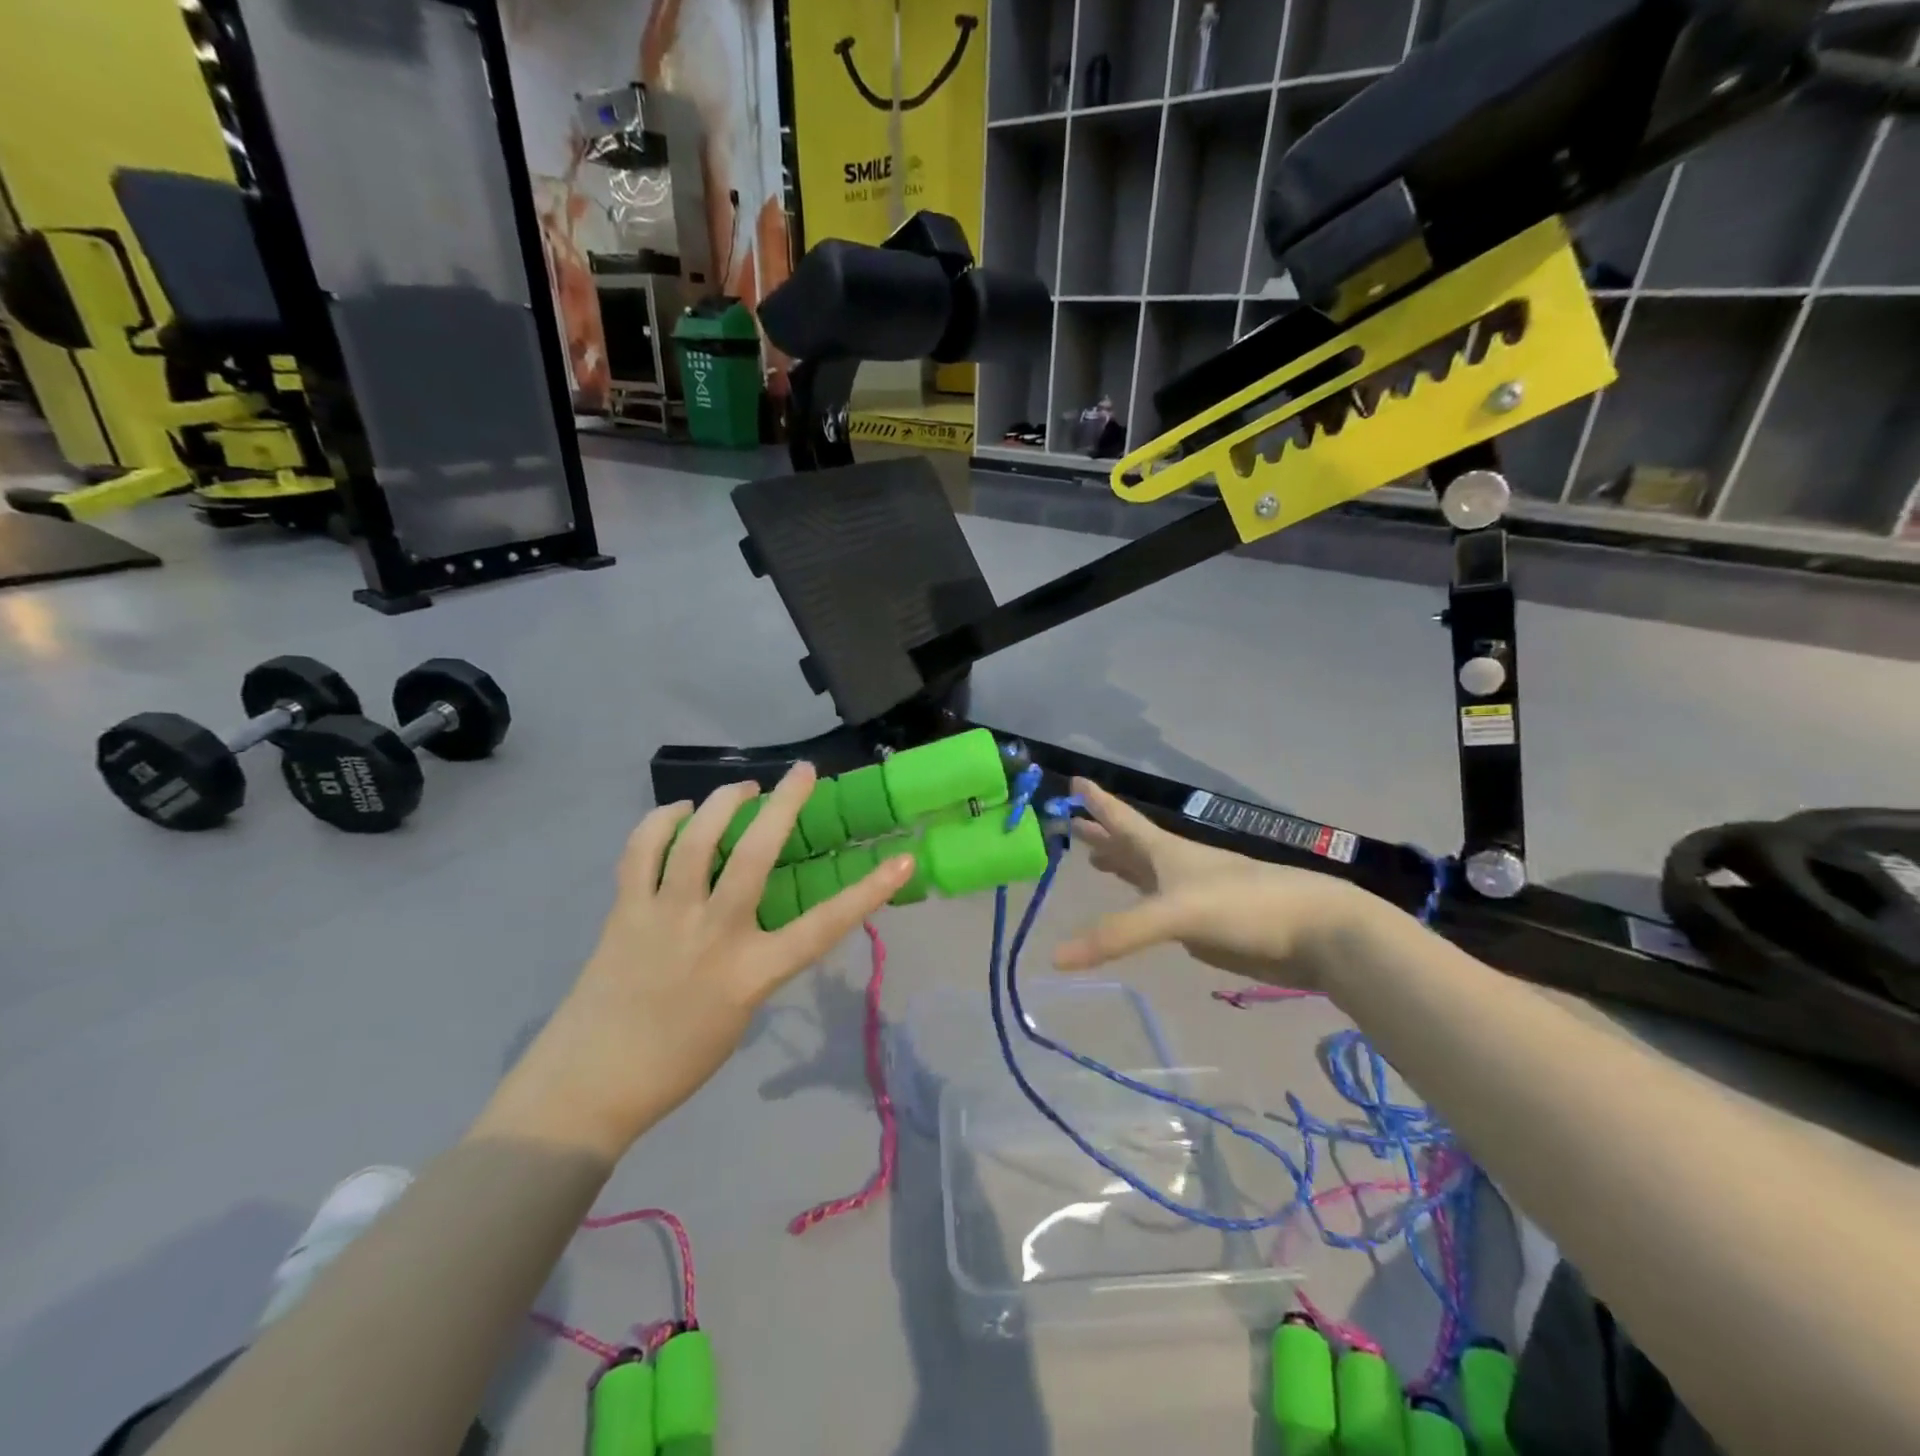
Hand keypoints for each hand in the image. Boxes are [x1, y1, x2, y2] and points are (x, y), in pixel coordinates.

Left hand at [480, 765, 914, 1159]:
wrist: (589, 1086)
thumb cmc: (678, 1060)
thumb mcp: (742, 1012)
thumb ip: (759, 959)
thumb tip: (762, 914)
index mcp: (752, 973)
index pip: (825, 926)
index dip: (869, 891)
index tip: (901, 859)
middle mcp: (713, 934)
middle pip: (756, 855)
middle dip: (784, 804)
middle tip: (803, 773)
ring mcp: (665, 917)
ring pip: (696, 838)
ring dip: (722, 800)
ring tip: (741, 789)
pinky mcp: (625, 910)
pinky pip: (643, 849)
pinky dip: (662, 820)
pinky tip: (679, 813)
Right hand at [1056, 777, 1375, 990]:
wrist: (1316, 931)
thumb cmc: (1244, 906)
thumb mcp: (1175, 914)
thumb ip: (1118, 933)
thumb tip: (1055, 958)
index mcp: (1165, 851)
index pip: (1121, 818)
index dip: (1097, 801)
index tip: (1073, 780)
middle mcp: (1175, 867)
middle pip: (1129, 844)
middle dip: (1101, 833)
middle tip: (1071, 824)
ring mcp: (1192, 895)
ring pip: (1145, 872)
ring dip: (1119, 863)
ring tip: (1094, 859)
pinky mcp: (1205, 924)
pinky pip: (1159, 906)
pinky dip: (1141, 898)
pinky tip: (1139, 901)